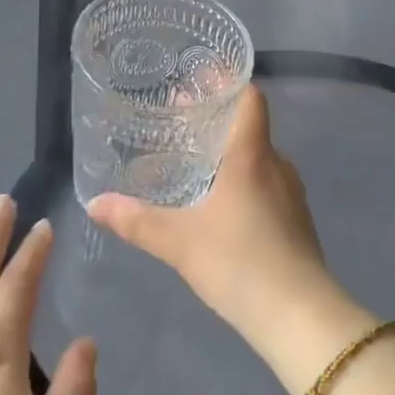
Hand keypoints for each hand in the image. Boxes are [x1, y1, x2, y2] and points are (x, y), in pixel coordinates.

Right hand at [87, 87, 333, 344]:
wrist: (299, 316)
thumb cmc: (239, 262)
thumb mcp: (179, 241)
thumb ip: (136, 221)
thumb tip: (94, 203)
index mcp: (252, 155)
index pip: (250, 98)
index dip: (228, 83)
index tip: (199, 79)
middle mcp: (277, 165)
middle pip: (250, 127)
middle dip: (217, 121)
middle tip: (180, 122)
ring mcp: (292, 194)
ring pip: (259, 159)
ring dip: (230, 155)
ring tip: (195, 164)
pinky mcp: (297, 222)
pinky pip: (268, 185)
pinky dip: (244, 182)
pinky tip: (221, 205)